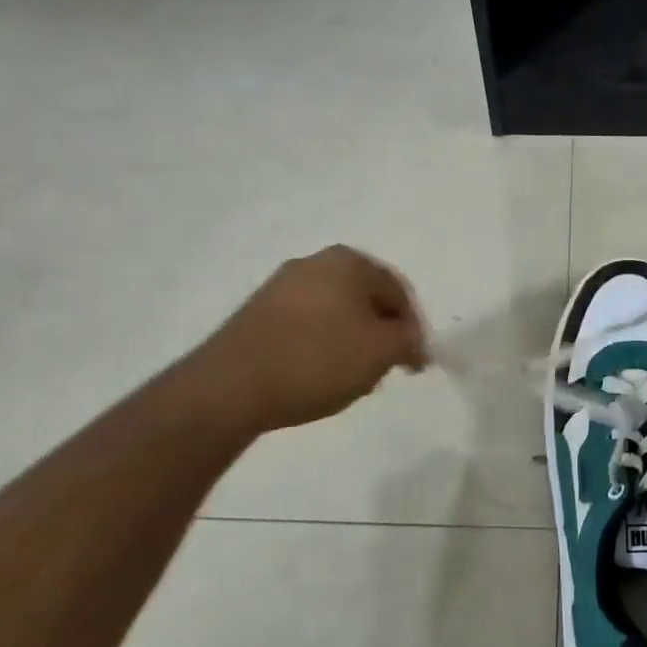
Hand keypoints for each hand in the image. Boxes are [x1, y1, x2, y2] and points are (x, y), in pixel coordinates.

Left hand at [198, 246, 427, 433]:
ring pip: (336, 312)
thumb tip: (414, 340)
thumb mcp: (381, 351)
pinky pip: (306, 324)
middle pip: (366, 299)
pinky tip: (318, 375)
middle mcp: (315, 262)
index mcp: (349, 261)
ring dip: (352, 341)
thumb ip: (409, 340)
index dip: (413, 329)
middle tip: (385, 369)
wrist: (231, 385)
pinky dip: (321, 345)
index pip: (398, 292)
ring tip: (352, 378)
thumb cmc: (317, 359)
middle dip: (381, 334)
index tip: (415, 364)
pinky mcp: (257, 312)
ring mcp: (281, 285)